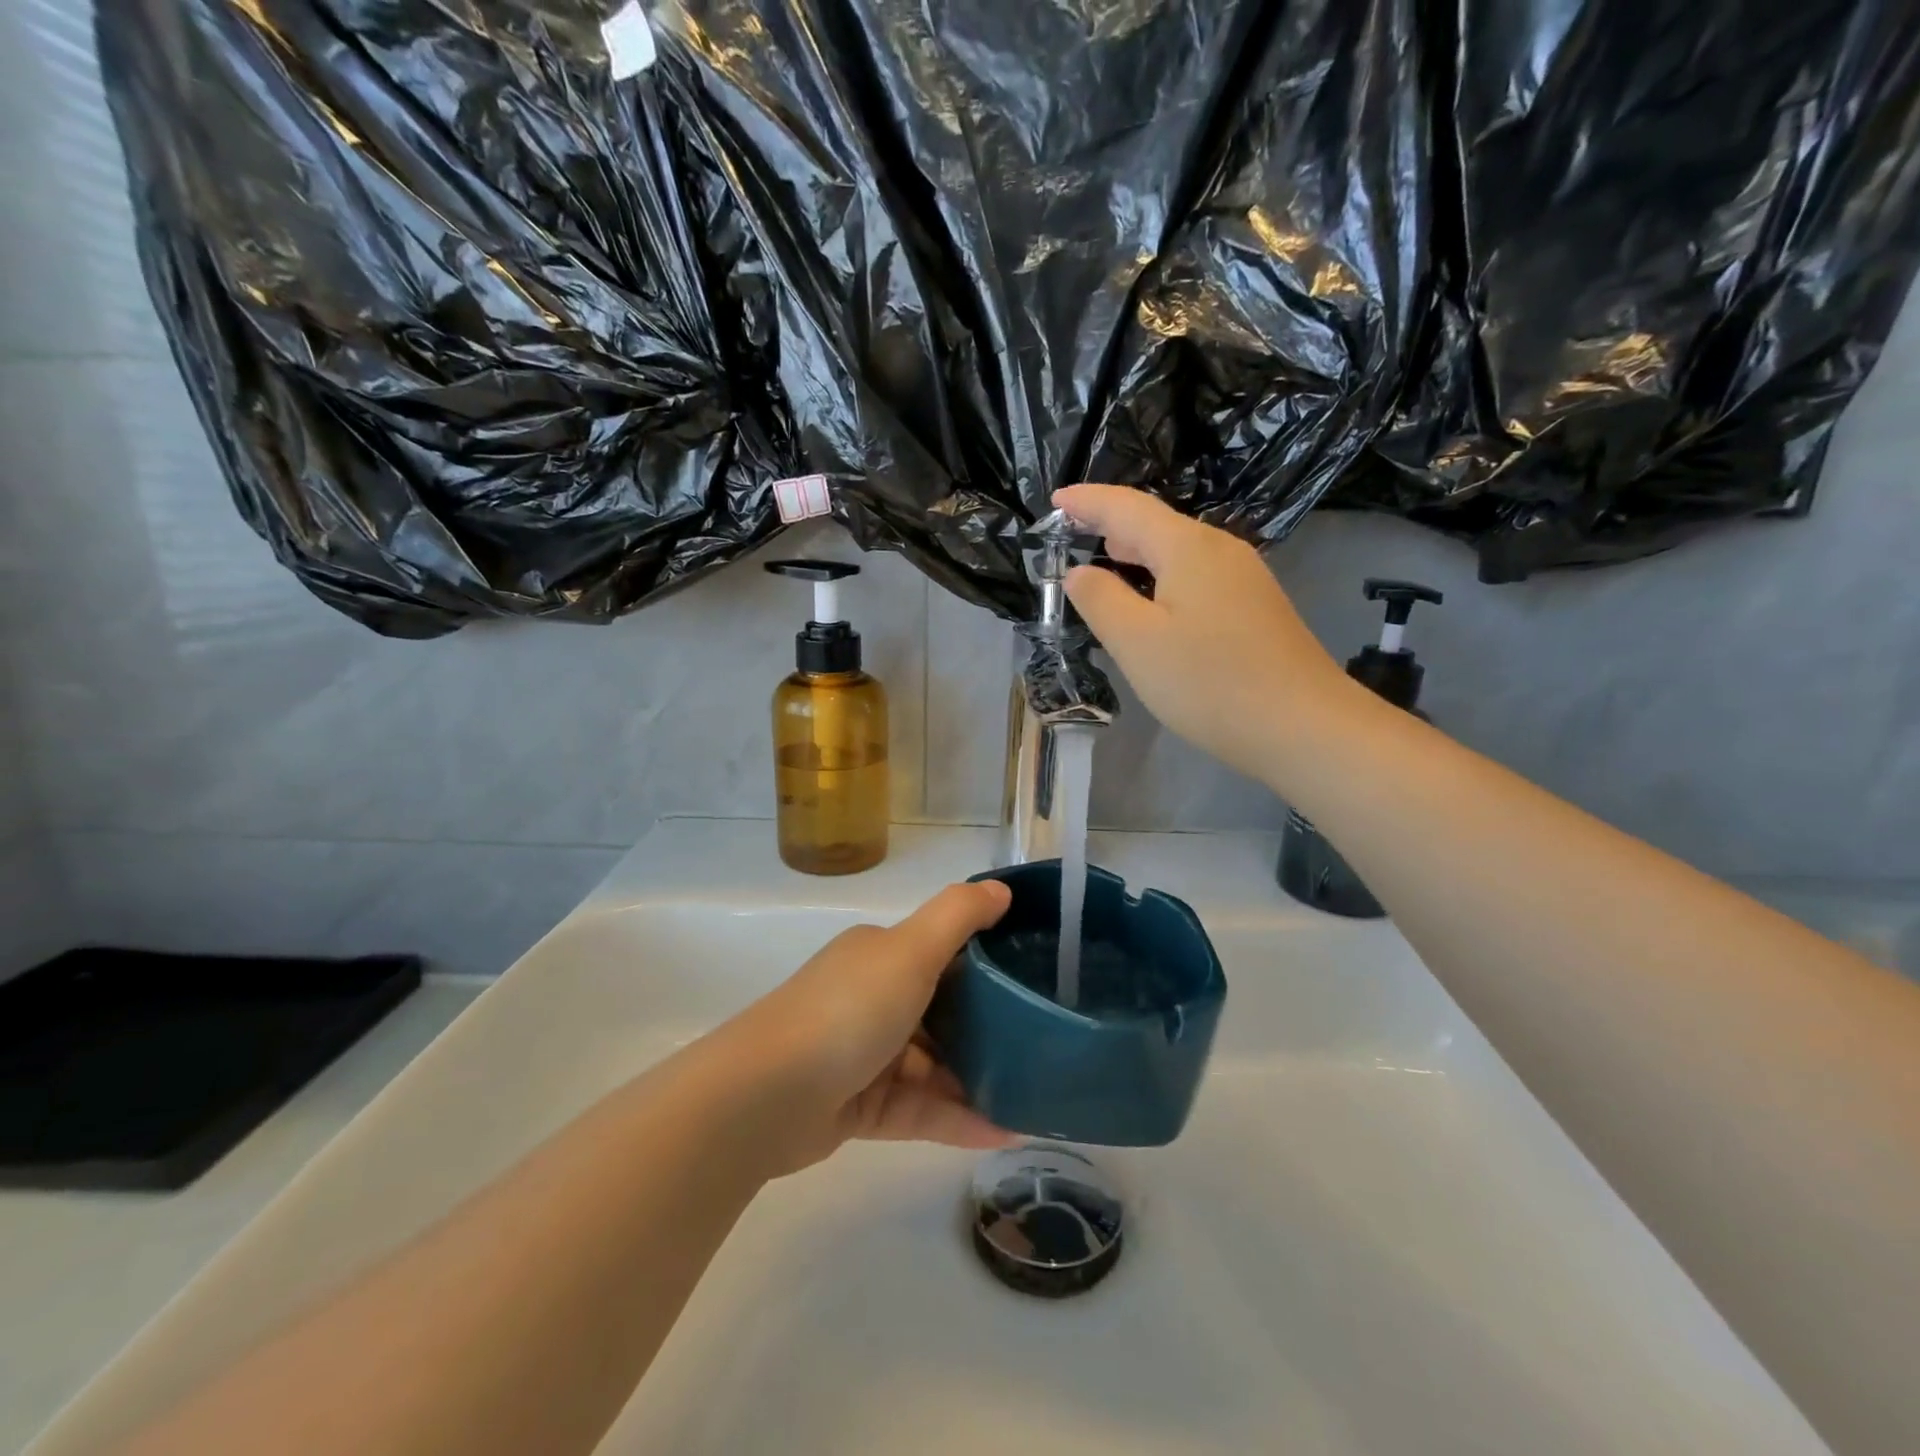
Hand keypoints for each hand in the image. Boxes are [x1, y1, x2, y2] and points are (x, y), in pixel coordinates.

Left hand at [723, 880, 1016, 1174]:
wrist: (765, 1097)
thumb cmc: (848, 1011)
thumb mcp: (910, 950)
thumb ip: (959, 916)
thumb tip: (1002, 888)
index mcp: (880, 956)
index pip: (941, 952)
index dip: (987, 962)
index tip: (1035, 977)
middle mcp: (871, 998)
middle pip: (941, 1011)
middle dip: (989, 1027)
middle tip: (1043, 1043)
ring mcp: (865, 1055)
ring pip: (934, 1065)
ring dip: (979, 1078)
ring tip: (1034, 1094)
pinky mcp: (861, 1106)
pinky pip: (921, 1109)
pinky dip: (958, 1118)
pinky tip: (1004, 1131)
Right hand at [1054, 483, 1357, 787]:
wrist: (1304, 726)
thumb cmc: (1210, 682)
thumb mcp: (1137, 643)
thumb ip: (1101, 600)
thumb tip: (1079, 572)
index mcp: (1187, 547)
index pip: (1127, 508)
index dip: (1088, 500)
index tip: (1055, 499)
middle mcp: (1220, 550)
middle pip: (1156, 525)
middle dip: (1111, 524)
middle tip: (1072, 531)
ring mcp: (1244, 579)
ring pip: (1179, 551)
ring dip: (1138, 552)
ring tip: (1105, 560)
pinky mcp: (1254, 608)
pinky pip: (1196, 576)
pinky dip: (1162, 576)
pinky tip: (1153, 601)